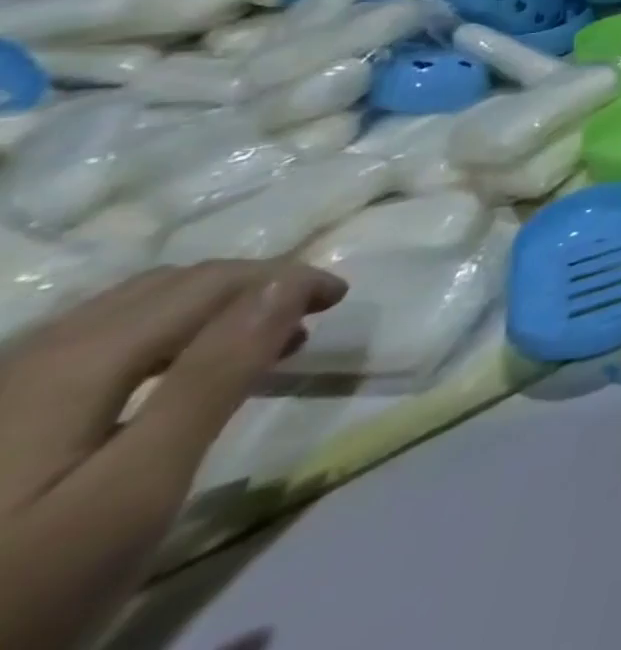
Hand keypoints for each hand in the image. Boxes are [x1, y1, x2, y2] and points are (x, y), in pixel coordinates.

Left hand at [0, 260, 344, 649]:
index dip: (286, 278)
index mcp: (80, 361)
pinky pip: (95, 340)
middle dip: (253, 286)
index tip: (341, 298)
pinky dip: (162, 332)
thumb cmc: (23, 590)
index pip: (212, 284)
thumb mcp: (134, 490)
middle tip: (309, 316)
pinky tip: (169, 371)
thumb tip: (287, 283)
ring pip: (130, 309)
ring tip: (258, 340)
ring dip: (211, 307)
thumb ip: (213, 378)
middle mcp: (35, 354)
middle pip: (169, 286)